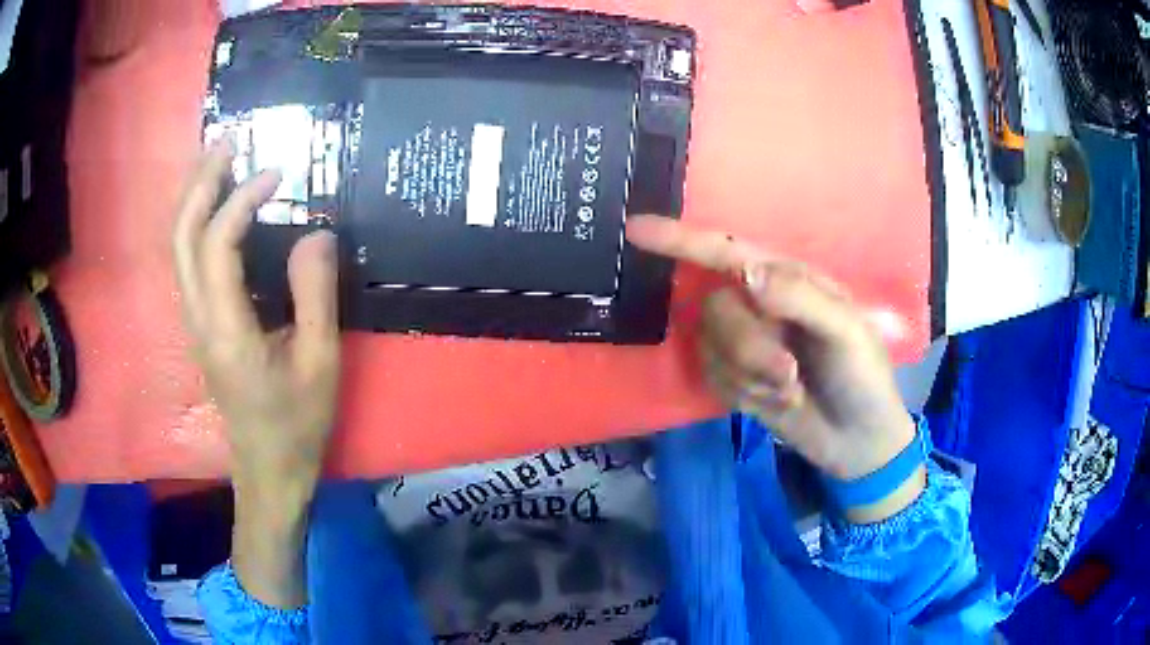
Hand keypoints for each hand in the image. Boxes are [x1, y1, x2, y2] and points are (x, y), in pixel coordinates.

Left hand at [173, 136, 339, 605]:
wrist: (268, 469)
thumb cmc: (297, 422)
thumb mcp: (320, 362)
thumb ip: (315, 293)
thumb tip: (315, 231)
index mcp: (226, 329)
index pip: (217, 244)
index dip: (242, 199)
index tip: (278, 174)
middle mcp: (198, 318)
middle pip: (181, 235)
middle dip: (201, 182)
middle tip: (231, 141)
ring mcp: (193, 321)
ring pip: (177, 246)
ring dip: (194, 196)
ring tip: (221, 159)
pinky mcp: (199, 325)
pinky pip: (188, 260)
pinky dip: (197, 221)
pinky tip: (217, 205)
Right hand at [627, 216, 922, 522]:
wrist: (857, 440)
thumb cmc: (863, 375)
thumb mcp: (848, 331)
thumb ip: (800, 298)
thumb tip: (746, 274)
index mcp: (787, 279)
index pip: (727, 252)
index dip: (681, 240)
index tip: (636, 230)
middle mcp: (759, 304)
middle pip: (716, 309)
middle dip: (748, 347)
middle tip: (788, 374)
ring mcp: (744, 343)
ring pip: (711, 346)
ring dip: (751, 375)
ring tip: (791, 389)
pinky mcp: (734, 378)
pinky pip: (713, 376)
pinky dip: (745, 393)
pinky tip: (780, 399)